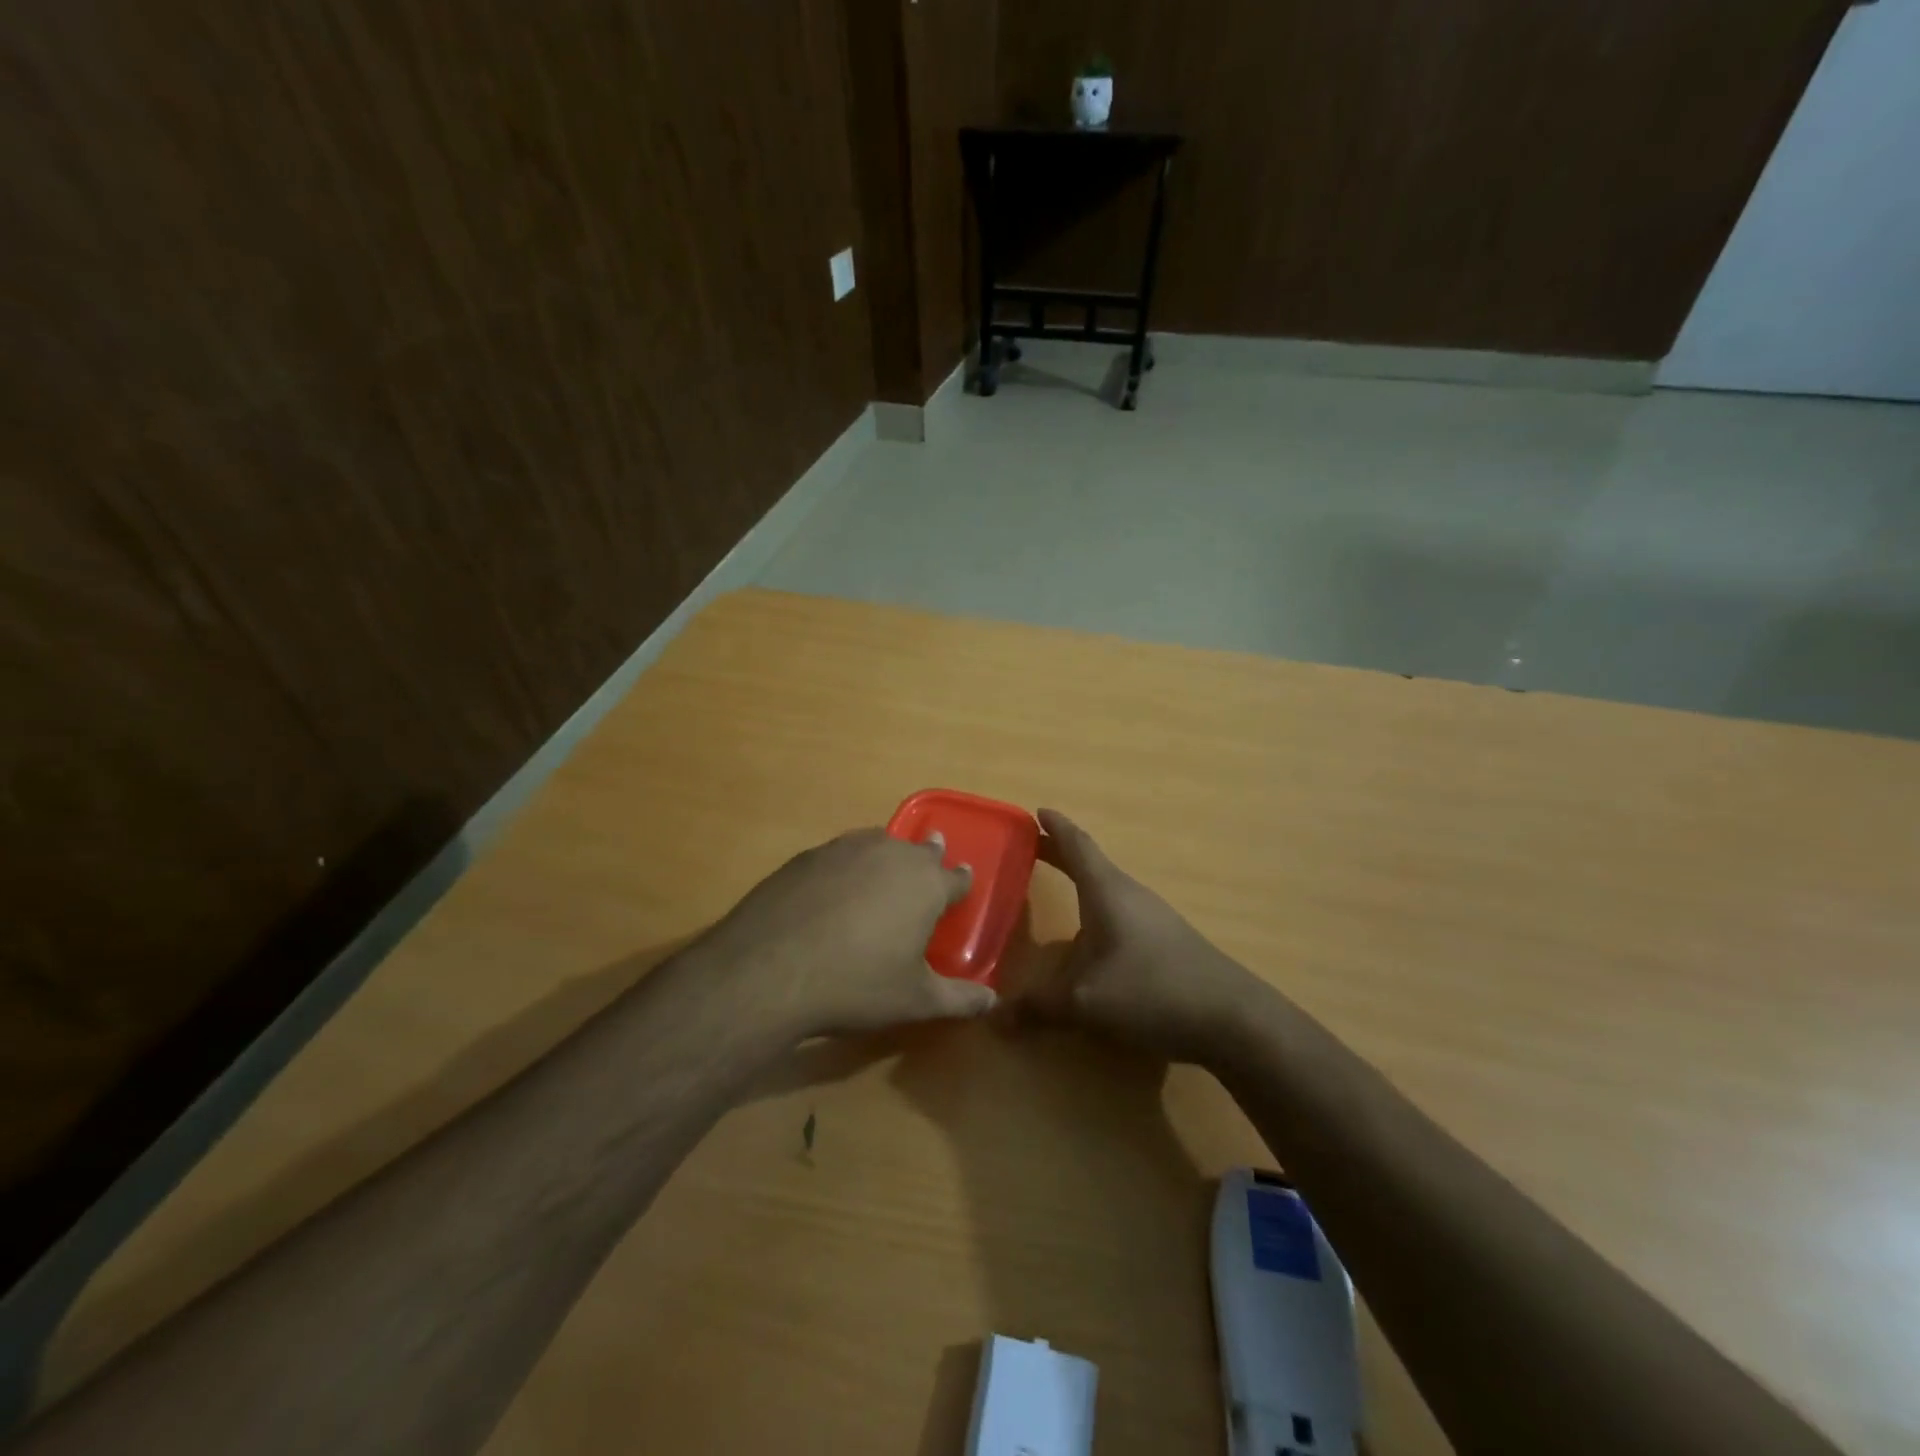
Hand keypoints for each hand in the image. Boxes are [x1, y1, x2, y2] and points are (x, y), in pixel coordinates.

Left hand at [697, 827, 995, 1039]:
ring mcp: (846, 849)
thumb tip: (993, 1000)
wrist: (771, 970)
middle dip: (928, 856)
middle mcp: (891, 855)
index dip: (961, 880)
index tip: (963, 878)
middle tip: (930, 858)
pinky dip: (848, 862)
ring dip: (888, 852)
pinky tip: (836, 883)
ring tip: (886, 864)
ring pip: (879, 842)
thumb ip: (959, 998)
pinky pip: (841, 852)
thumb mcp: (914, 1000)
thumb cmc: (856, 985)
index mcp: (926, 885)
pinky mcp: (808, 856)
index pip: (955, 877)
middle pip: (919, 850)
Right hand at [1020, 809, 1264, 1064]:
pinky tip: (1090, 939)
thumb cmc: (1151, 990)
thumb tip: (991, 1018)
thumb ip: (1038, 1006)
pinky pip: (1120, 913)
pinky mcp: (1165, 942)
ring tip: (1055, 889)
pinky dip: (1096, 910)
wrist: (1232, 1018)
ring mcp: (1152, 918)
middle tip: (1031, 848)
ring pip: (1107, 890)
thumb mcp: (1085, 1001)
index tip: (1037, 810)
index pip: (1077, 847)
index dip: (1055, 828)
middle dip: (1060, 854)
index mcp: (1108, 891)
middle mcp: (1130, 895)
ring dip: (1080, 883)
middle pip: (1090, 864)